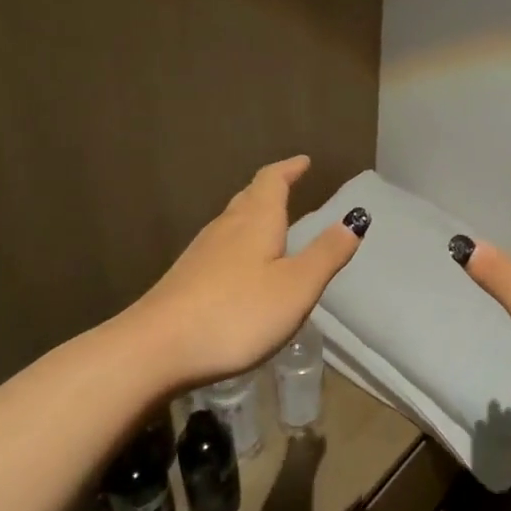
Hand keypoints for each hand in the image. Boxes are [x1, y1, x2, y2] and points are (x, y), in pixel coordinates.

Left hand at [115, 155, 364, 394]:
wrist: (154, 350)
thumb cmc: (237, 313)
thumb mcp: (296, 286)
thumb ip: (327, 253)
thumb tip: (356, 218)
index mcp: (256, 222)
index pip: (272, 181)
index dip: (289, 169)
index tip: (304, 161)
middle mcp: (226, 229)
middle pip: (248, 197)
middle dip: (271, 188)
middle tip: (289, 184)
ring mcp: (200, 254)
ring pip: (231, 222)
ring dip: (253, 214)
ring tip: (270, 220)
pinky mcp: (185, 280)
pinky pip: (220, 248)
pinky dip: (238, 243)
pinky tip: (241, 265)